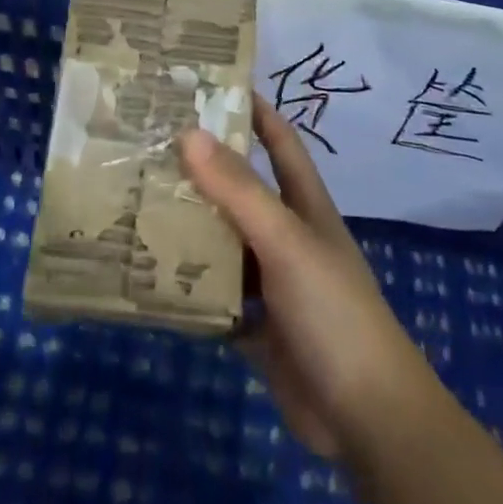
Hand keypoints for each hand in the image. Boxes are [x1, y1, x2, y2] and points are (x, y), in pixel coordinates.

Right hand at [178, 95, 446, 463]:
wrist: (366, 417)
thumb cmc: (332, 310)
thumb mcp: (285, 241)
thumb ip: (238, 190)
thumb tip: (189, 132)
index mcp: (304, 205)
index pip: (280, 141)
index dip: (254, 110)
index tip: (211, 85)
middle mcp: (287, 236)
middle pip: (241, 191)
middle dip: (203, 169)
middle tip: (150, 145)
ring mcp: (273, 283)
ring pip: (223, 243)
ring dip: (189, 228)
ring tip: (136, 203)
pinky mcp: (257, 326)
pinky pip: (215, 296)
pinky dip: (188, 287)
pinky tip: (149, 275)